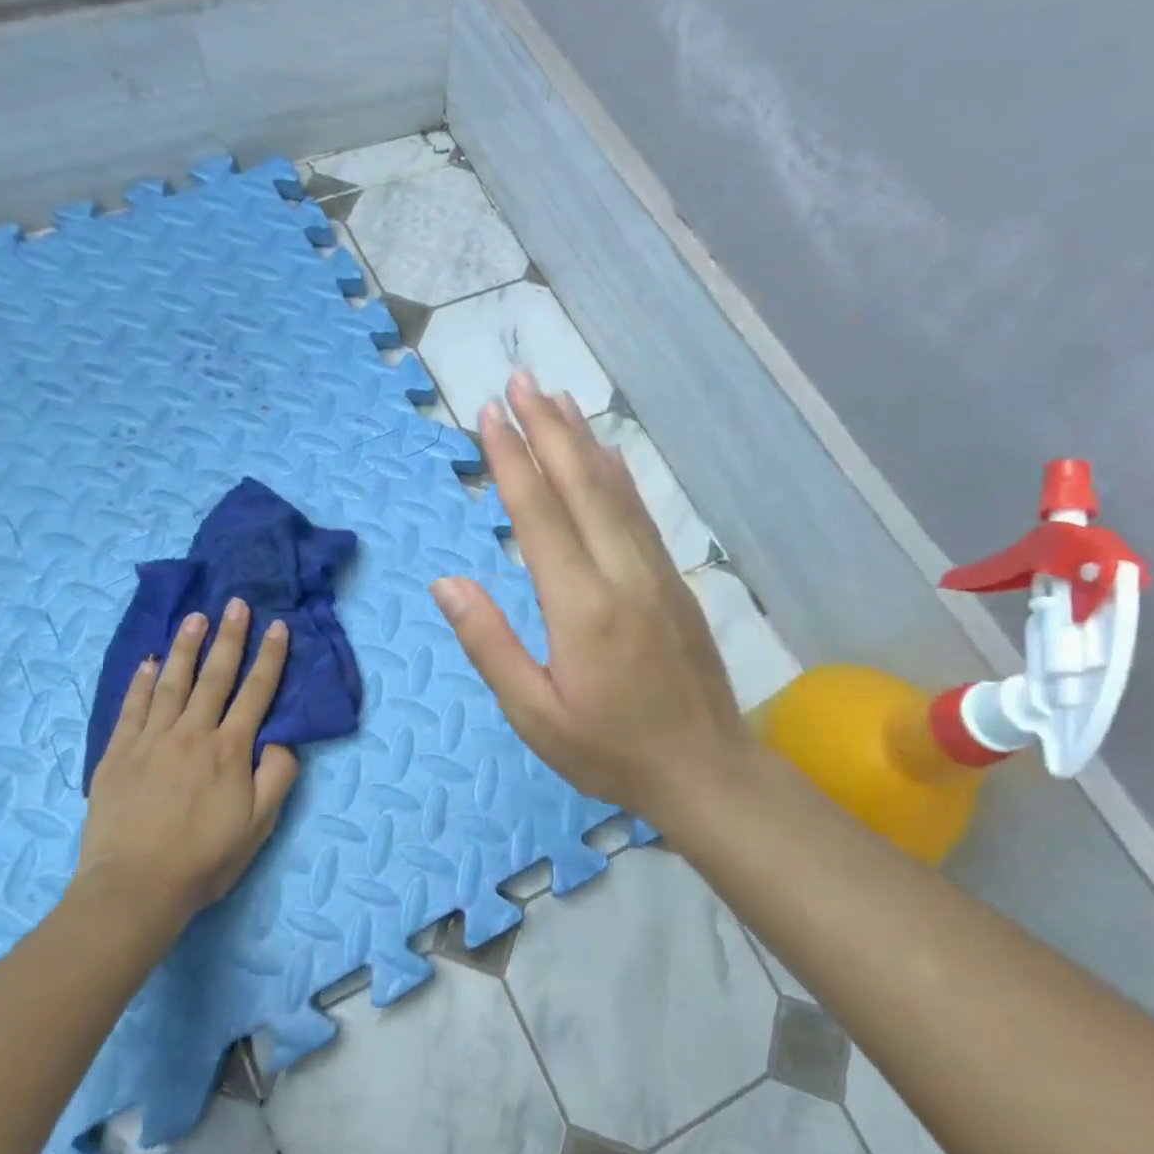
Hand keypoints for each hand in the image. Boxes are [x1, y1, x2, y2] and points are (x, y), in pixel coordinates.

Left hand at [71, 599, 299, 939]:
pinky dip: (141, 681)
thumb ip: (277, 776)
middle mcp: (192, 734)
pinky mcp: (117, 754)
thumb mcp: (259, 824)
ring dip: (187, 647)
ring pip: (172, 683)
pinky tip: (149, 661)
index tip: (278, 627)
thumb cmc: (205, 859)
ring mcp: (150, 740)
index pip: (256, 692)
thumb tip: (281, 739)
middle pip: (214, 676)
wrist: (134, 888)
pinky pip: (131, 707)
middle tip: (235, 604)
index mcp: (230, 750)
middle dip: (229, 637)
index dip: (270, 658)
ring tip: (195, 618)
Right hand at [430, 370, 754, 827]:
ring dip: (583, 441)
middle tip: (522, 382)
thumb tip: (447, 583)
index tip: (489, 415)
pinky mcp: (675, 582)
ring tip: (558, 400)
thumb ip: (490, 644)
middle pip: (581, 486)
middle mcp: (622, 575)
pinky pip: (641, 514)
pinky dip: (618, 475)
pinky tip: (606, 454)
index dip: (512, 461)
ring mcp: (656, 573)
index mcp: (582, 608)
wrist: (705, 770)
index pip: (540, 516)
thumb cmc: (609, 751)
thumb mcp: (535, 715)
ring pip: (616, 491)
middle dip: (548, 429)